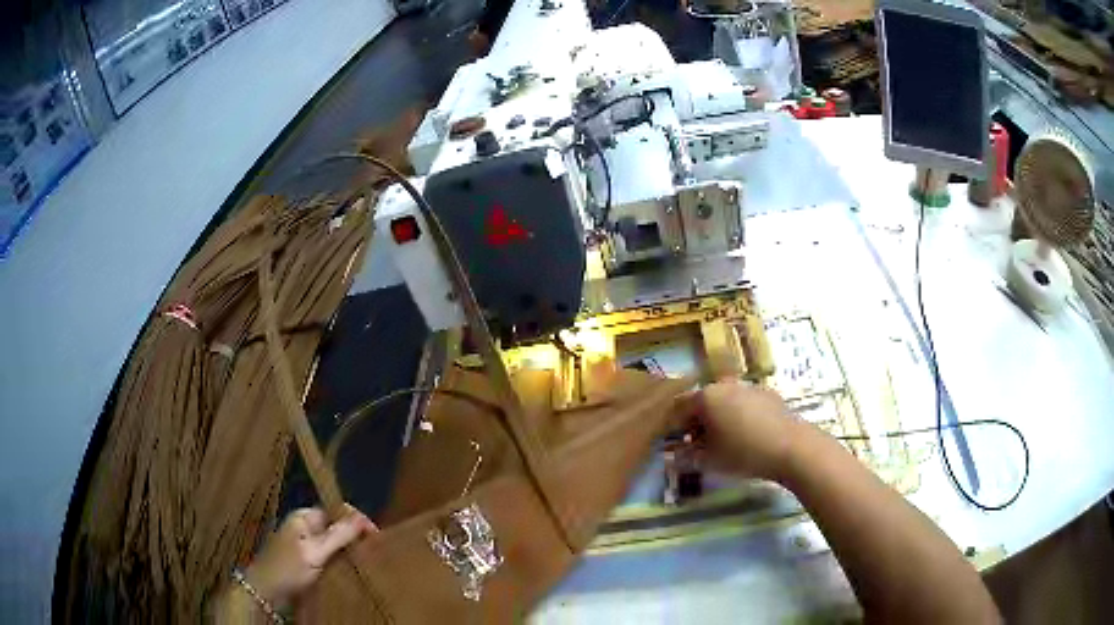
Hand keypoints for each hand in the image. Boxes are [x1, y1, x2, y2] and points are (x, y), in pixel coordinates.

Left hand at [243, 505, 376, 608]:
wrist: (264, 591)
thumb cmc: (287, 568)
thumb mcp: (314, 552)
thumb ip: (337, 535)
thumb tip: (361, 517)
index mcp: (304, 517)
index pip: (336, 510)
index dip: (356, 519)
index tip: (376, 536)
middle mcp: (304, 526)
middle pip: (335, 526)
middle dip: (354, 536)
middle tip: (374, 552)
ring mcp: (304, 544)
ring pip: (333, 543)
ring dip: (348, 551)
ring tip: (367, 562)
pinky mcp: (305, 561)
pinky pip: (328, 556)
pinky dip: (340, 561)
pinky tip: (350, 571)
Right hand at [675, 380, 810, 481]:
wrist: (792, 447)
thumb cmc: (744, 453)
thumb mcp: (710, 461)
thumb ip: (686, 457)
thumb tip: (672, 457)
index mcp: (706, 397)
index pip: (679, 407)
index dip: (674, 426)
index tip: (675, 444)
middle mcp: (725, 385)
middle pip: (703, 402)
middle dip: (697, 423)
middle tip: (697, 446)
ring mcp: (749, 387)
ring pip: (725, 402)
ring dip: (719, 419)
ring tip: (723, 443)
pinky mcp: (768, 394)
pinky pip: (744, 404)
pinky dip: (739, 417)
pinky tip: (747, 437)